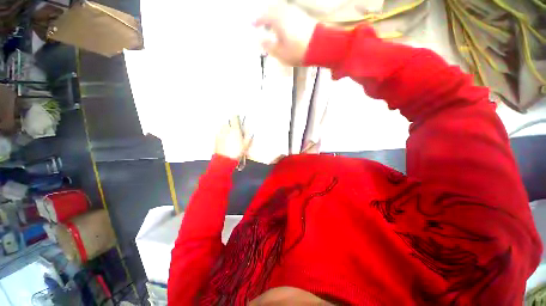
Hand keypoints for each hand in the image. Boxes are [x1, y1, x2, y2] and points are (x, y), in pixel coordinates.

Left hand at [214, 116, 252, 159]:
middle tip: (235, 130)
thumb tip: (249, 133)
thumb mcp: (245, 145)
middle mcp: (227, 130)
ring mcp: (220, 134)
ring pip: (223, 128)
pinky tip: (226, 140)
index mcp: (235, 130)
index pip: (234, 118)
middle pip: (228, 122)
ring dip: (226, 129)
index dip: (236, 117)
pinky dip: (223, 135)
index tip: (237, 118)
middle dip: (231, 125)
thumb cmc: (236, 152)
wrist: (225, 160)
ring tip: (230, 136)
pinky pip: (220, 133)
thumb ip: (248, 137)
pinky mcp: (216, 138)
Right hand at [254, 3, 317, 65]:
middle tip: (260, 23)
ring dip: (273, 16)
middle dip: (264, 16)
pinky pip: (287, 13)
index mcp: (277, 19)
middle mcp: (285, 12)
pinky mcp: (302, 16)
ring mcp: (295, 12)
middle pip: (271, 9)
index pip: (263, 16)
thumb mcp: (280, 52)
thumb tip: (259, 40)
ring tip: (271, 25)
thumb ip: (268, 46)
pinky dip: (282, 17)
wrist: (320, 46)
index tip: (252, 24)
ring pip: (280, 10)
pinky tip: (282, 26)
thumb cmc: (298, 51)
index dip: (256, 21)